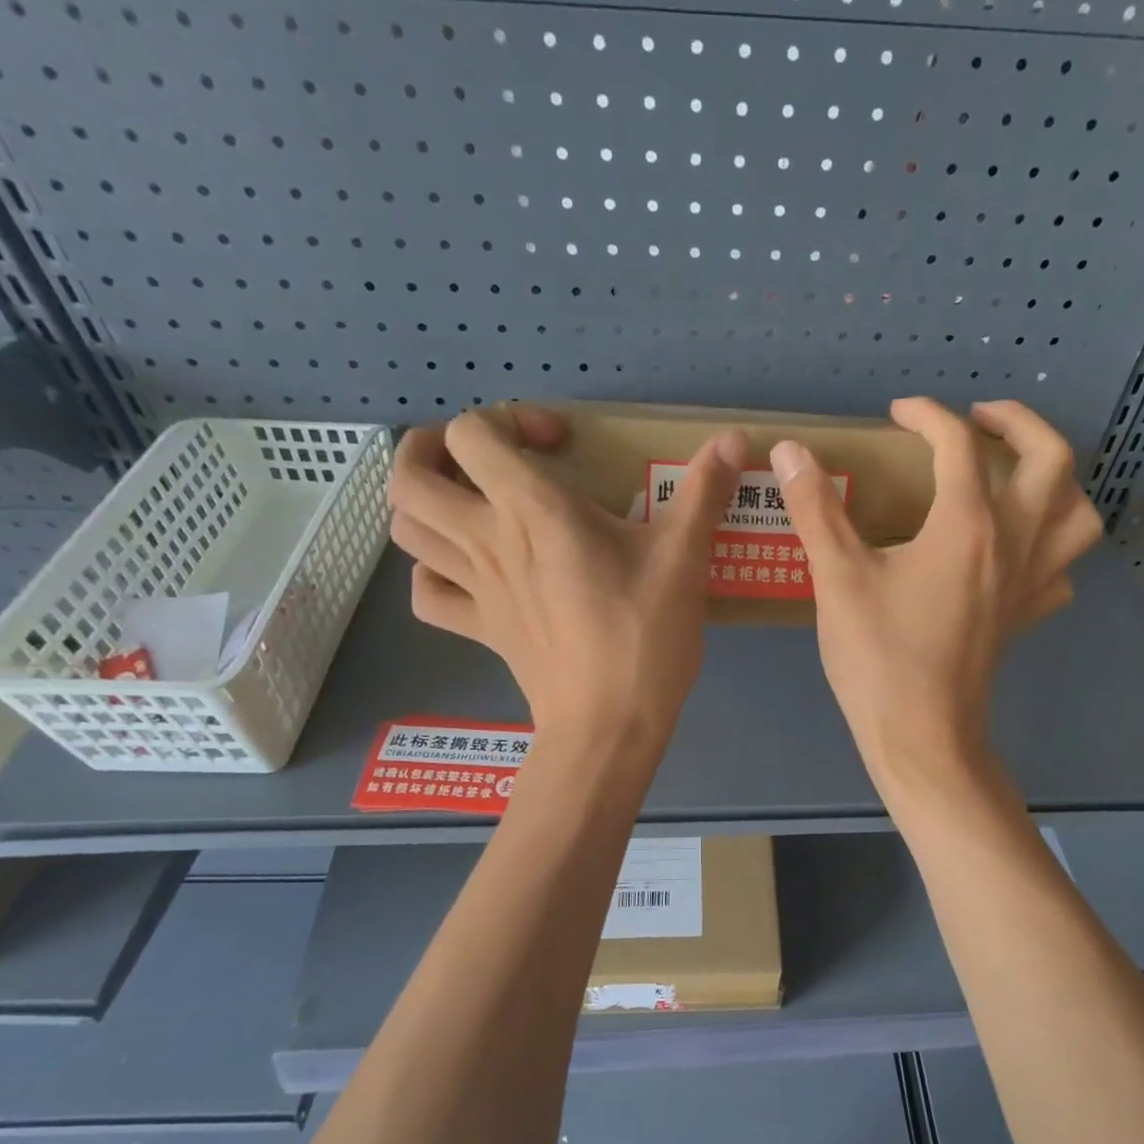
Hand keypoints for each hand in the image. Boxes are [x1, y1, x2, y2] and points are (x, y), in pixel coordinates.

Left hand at [387, 407, 748, 754]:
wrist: (609, 724)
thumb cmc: (644, 636)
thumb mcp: (683, 559)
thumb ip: (705, 491)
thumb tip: (738, 438)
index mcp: (531, 511)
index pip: (472, 433)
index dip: (507, 420)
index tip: (558, 446)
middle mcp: (487, 541)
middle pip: (408, 477)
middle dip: (430, 450)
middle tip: (479, 459)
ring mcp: (475, 590)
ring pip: (405, 530)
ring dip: (423, 505)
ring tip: (465, 503)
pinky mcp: (479, 630)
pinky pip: (426, 595)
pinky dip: (432, 574)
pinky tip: (464, 572)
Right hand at [772, 398, 1102, 797]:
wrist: (921, 736)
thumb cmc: (879, 658)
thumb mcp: (838, 580)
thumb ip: (815, 509)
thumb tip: (790, 451)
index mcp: (969, 526)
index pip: (960, 445)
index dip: (928, 416)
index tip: (898, 413)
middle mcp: (1015, 544)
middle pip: (1052, 459)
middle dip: (1019, 423)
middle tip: (978, 420)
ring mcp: (1030, 583)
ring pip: (1078, 513)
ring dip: (1056, 481)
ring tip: (1016, 477)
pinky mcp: (1026, 617)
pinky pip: (1061, 568)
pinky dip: (1049, 546)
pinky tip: (1015, 551)